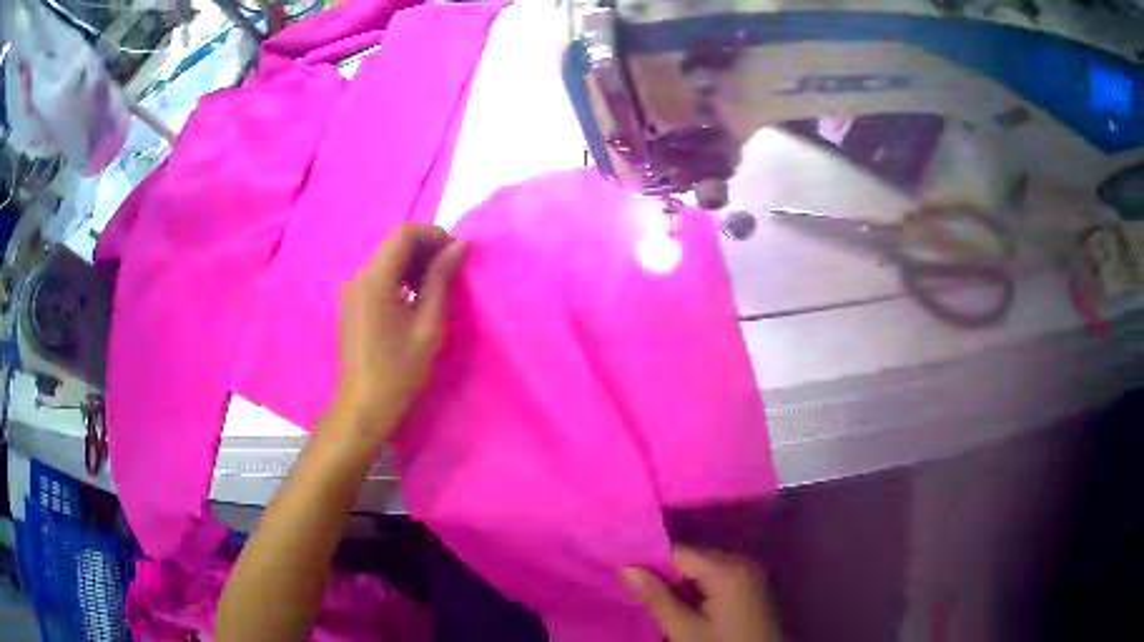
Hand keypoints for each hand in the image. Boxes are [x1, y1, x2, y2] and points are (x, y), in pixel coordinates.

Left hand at [333, 222, 466, 440]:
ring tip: (436, 286)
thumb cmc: (399, 370)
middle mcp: (358, 276)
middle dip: (426, 247)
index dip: (434, 234)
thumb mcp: (428, 325)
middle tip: (451, 271)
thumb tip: (459, 246)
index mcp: (375, 279)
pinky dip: (399, 275)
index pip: (405, 232)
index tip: (456, 255)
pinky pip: (377, 274)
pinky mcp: (351, 301)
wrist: (363, 405)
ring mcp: (351, 288)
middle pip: (394, 242)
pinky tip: (414, 298)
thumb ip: (442, 280)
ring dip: (413, 261)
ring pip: (386, 257)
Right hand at [624, 547, 782, 641]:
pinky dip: (702, 586)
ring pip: (706, 567)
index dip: (649, 559)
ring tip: (658, 595)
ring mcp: (753, 573)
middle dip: (666, 571)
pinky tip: (687, 602)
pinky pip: (721, 576)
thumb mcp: (685, 630)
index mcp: (727, 568)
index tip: (624, 568)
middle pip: (694, 557)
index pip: (678, 551)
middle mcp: (744, 561)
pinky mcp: (756, 586)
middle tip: (637, 585)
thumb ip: (657, 597)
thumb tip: (627, 567)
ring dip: (683, 580)